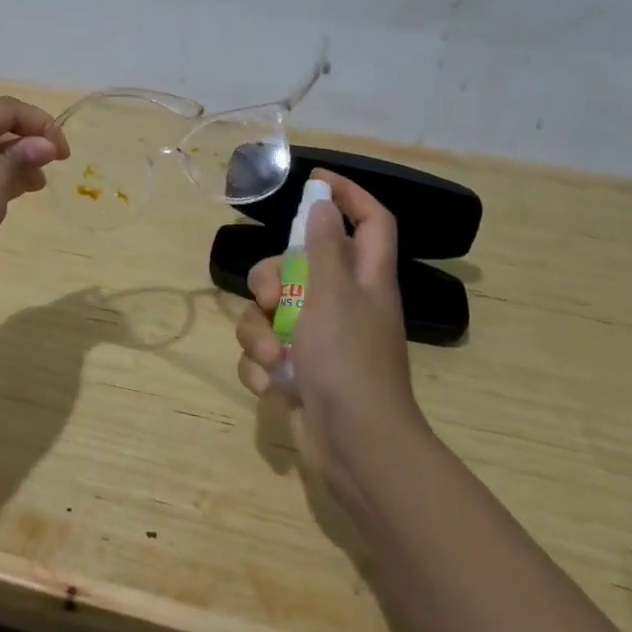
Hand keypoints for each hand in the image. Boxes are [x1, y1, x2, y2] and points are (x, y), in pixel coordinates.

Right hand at [235, 169, 426, 505]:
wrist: (355, 448)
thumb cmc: (348, 361)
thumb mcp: (332, 294)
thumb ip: (324, 248)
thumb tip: (322, 208)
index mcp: (365, 280)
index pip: (371, 220)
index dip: (348, 194)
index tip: (313, 182)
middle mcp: (343, 304)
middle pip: (298, 266)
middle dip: (271, 278)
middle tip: (269, 296)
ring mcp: (319, 340)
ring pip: (272, 312)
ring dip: (260, 332)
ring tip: (273, 357)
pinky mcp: (299, 371)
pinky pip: (267, 352)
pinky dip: (264, 366)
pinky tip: (273, 384)